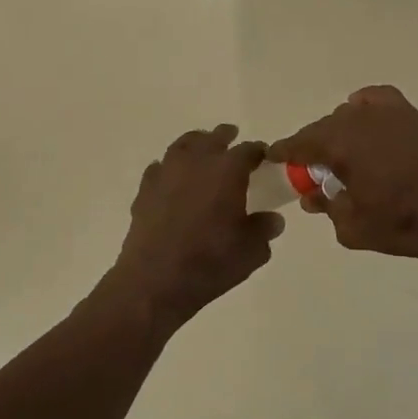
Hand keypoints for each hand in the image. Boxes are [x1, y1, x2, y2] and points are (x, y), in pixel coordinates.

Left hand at [106, 123, 284, 336]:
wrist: (156, 280)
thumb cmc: (211, 262)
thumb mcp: (252, 251)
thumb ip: (264, 229)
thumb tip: (272, 219)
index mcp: (228, 170)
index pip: (248, 150)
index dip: (258, 152)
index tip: (263, 158)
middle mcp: (197, 161)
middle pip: (213, 138)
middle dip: (226, 138)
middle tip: (233, 140)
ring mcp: (167, 172)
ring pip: (183, 145)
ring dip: (196, 144)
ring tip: (202, 151)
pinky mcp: (145, 189)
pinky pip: (160, 167)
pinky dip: (170, 168)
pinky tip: (173, 180)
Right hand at [268, 86, 417, 259]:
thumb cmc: (401, 223)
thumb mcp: (351, 226)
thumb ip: (326, 207)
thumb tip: (312, 197)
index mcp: (338, 145)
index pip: (299, 143)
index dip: (284, 151)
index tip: (274, 157)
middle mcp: (357, 120)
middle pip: (323, 128)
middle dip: (313, 147)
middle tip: (313, 169)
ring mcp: (385, 113)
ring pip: (348, 115)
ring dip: (339, 132)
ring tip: (344, 155)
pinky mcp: (409, 114)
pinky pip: (375, 99)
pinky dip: (364, 106)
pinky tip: (365, 120)